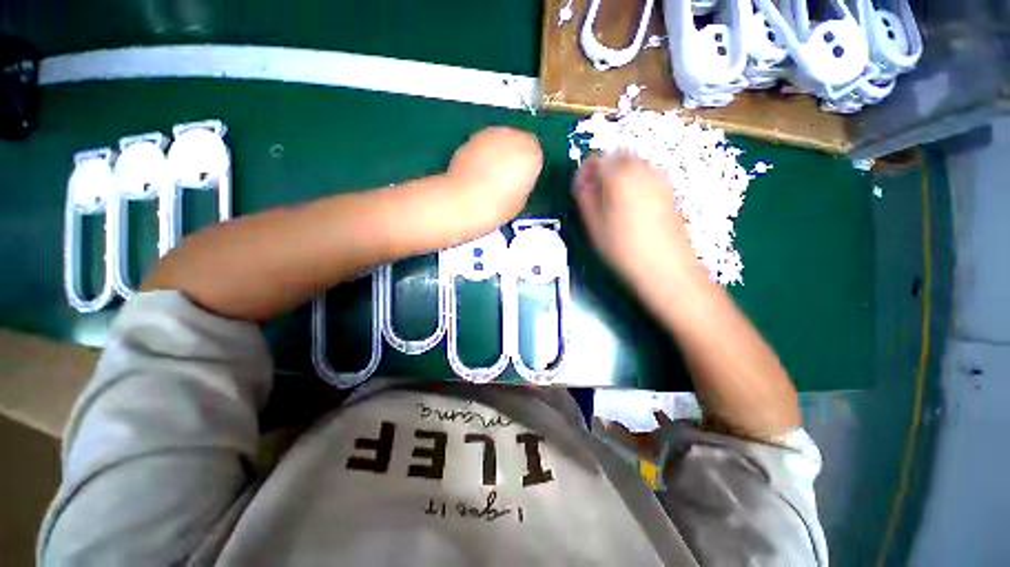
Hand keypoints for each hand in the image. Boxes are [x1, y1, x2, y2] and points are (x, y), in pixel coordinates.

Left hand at [446, 127, 542, 232]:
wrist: (462, 203)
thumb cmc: (496, 207)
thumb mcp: (520, 201)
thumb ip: (523, 185)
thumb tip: (516, 182)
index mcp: (532, 153)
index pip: (536, 156)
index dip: (527, 170)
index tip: (521, 183)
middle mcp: (513, 136)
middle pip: (519, 143)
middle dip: (513, 158)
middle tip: (506, 179)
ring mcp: (490, 134)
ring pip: (500, 141)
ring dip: (498, 154)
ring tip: (490, 177)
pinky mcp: (471, 138)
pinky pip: (484, 146)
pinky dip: (482, 156)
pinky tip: (477, 173)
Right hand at [573, 154, 702, 293]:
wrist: (665, 267)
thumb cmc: (623, 248)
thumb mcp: (594, 224)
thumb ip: (584, 197)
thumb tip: (581, 181)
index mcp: (619, 175)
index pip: (597, 160)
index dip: (586, 171)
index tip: (581, 187)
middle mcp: (642, 169)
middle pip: (618, 158)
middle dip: (605, 170)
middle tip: (596, 195)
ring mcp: (660, 179)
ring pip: (634, 166)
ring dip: (620, 176)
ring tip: (613, 204)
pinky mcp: (670, 191)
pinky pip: (647, 177)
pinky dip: (635, 184)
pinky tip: (632, 209)